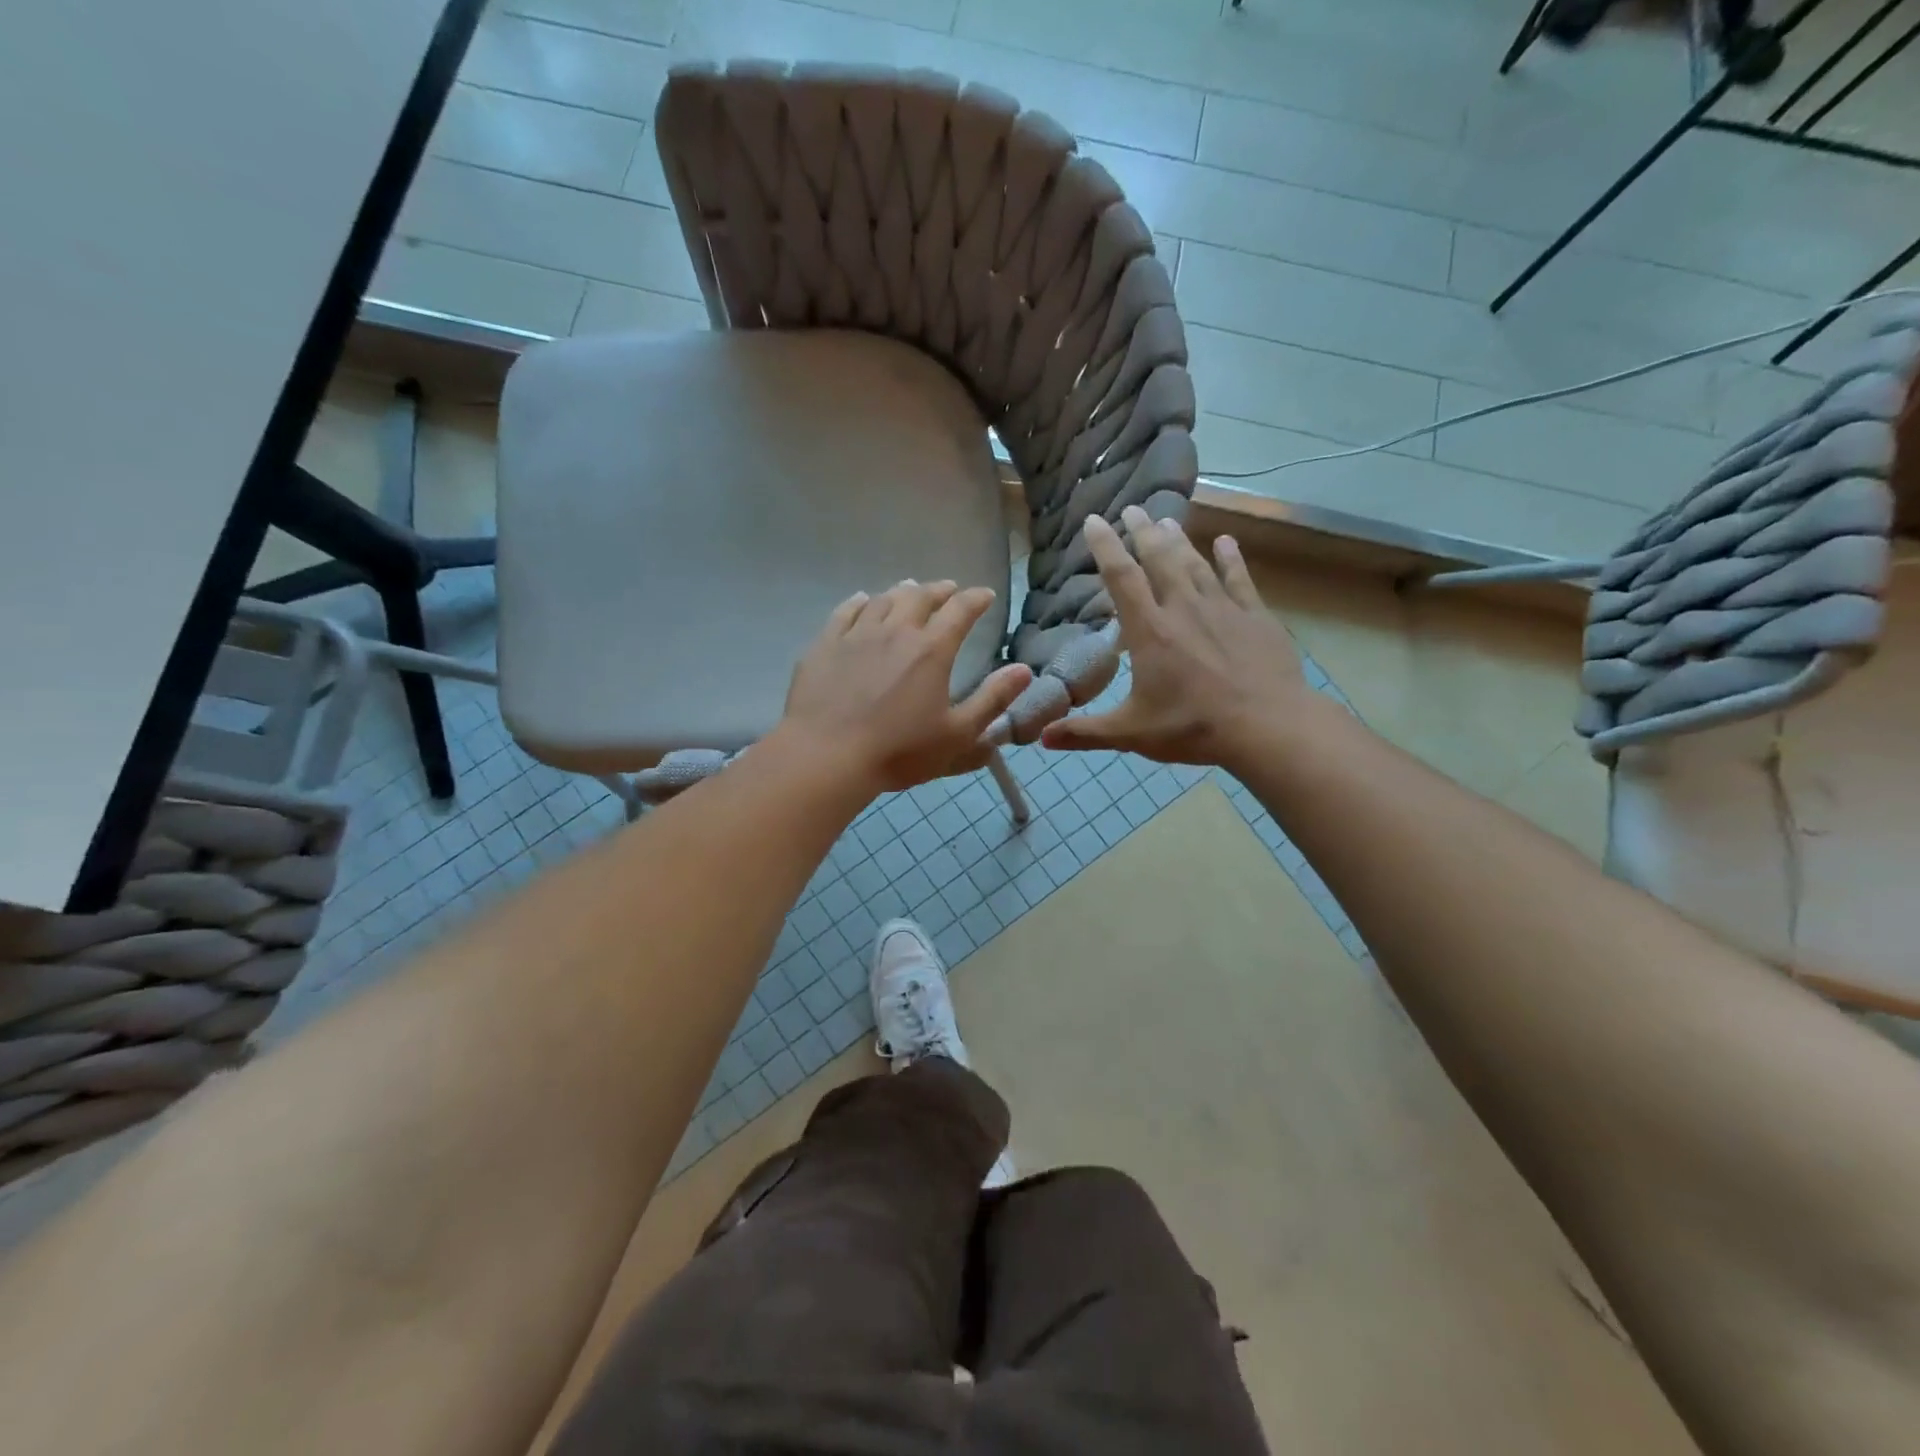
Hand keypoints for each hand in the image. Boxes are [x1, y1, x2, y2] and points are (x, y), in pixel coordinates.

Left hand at [779, 581, 1033, 794]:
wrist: (827, 757)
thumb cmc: (898, 751)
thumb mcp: (957, 735)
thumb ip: (992, 700)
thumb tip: (1024, 669)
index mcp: (931, 650)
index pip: (960, 611)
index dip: (976, 599)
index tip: (985, 595)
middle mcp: (895, 631)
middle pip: (920, 597)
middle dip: (940, 590)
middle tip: (949, 589)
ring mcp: (856, 634)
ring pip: (883, 600)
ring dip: (902, 592)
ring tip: (910, 590)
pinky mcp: (825, 645)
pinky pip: (845, 612)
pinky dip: (860, 602)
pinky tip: (862, 601)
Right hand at [1040, 507, 1309, 767]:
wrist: (1267, 726)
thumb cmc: (1193, 727)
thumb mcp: (1131, 733)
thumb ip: (1085, 732)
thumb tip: (1041, 737)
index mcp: (1149, 631)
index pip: (1121, 577)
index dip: (1105, 546)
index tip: (1094, 521)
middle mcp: (1183, 608)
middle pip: (1159, 558)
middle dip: (1142, 531)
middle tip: (1132, 509)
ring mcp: (1222, 608)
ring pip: (1195, 562)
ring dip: (1178, 539)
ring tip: (1165, 519)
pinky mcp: (1255, 616)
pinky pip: (1239, 578)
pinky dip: (1231, 558)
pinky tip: (1226, 542)